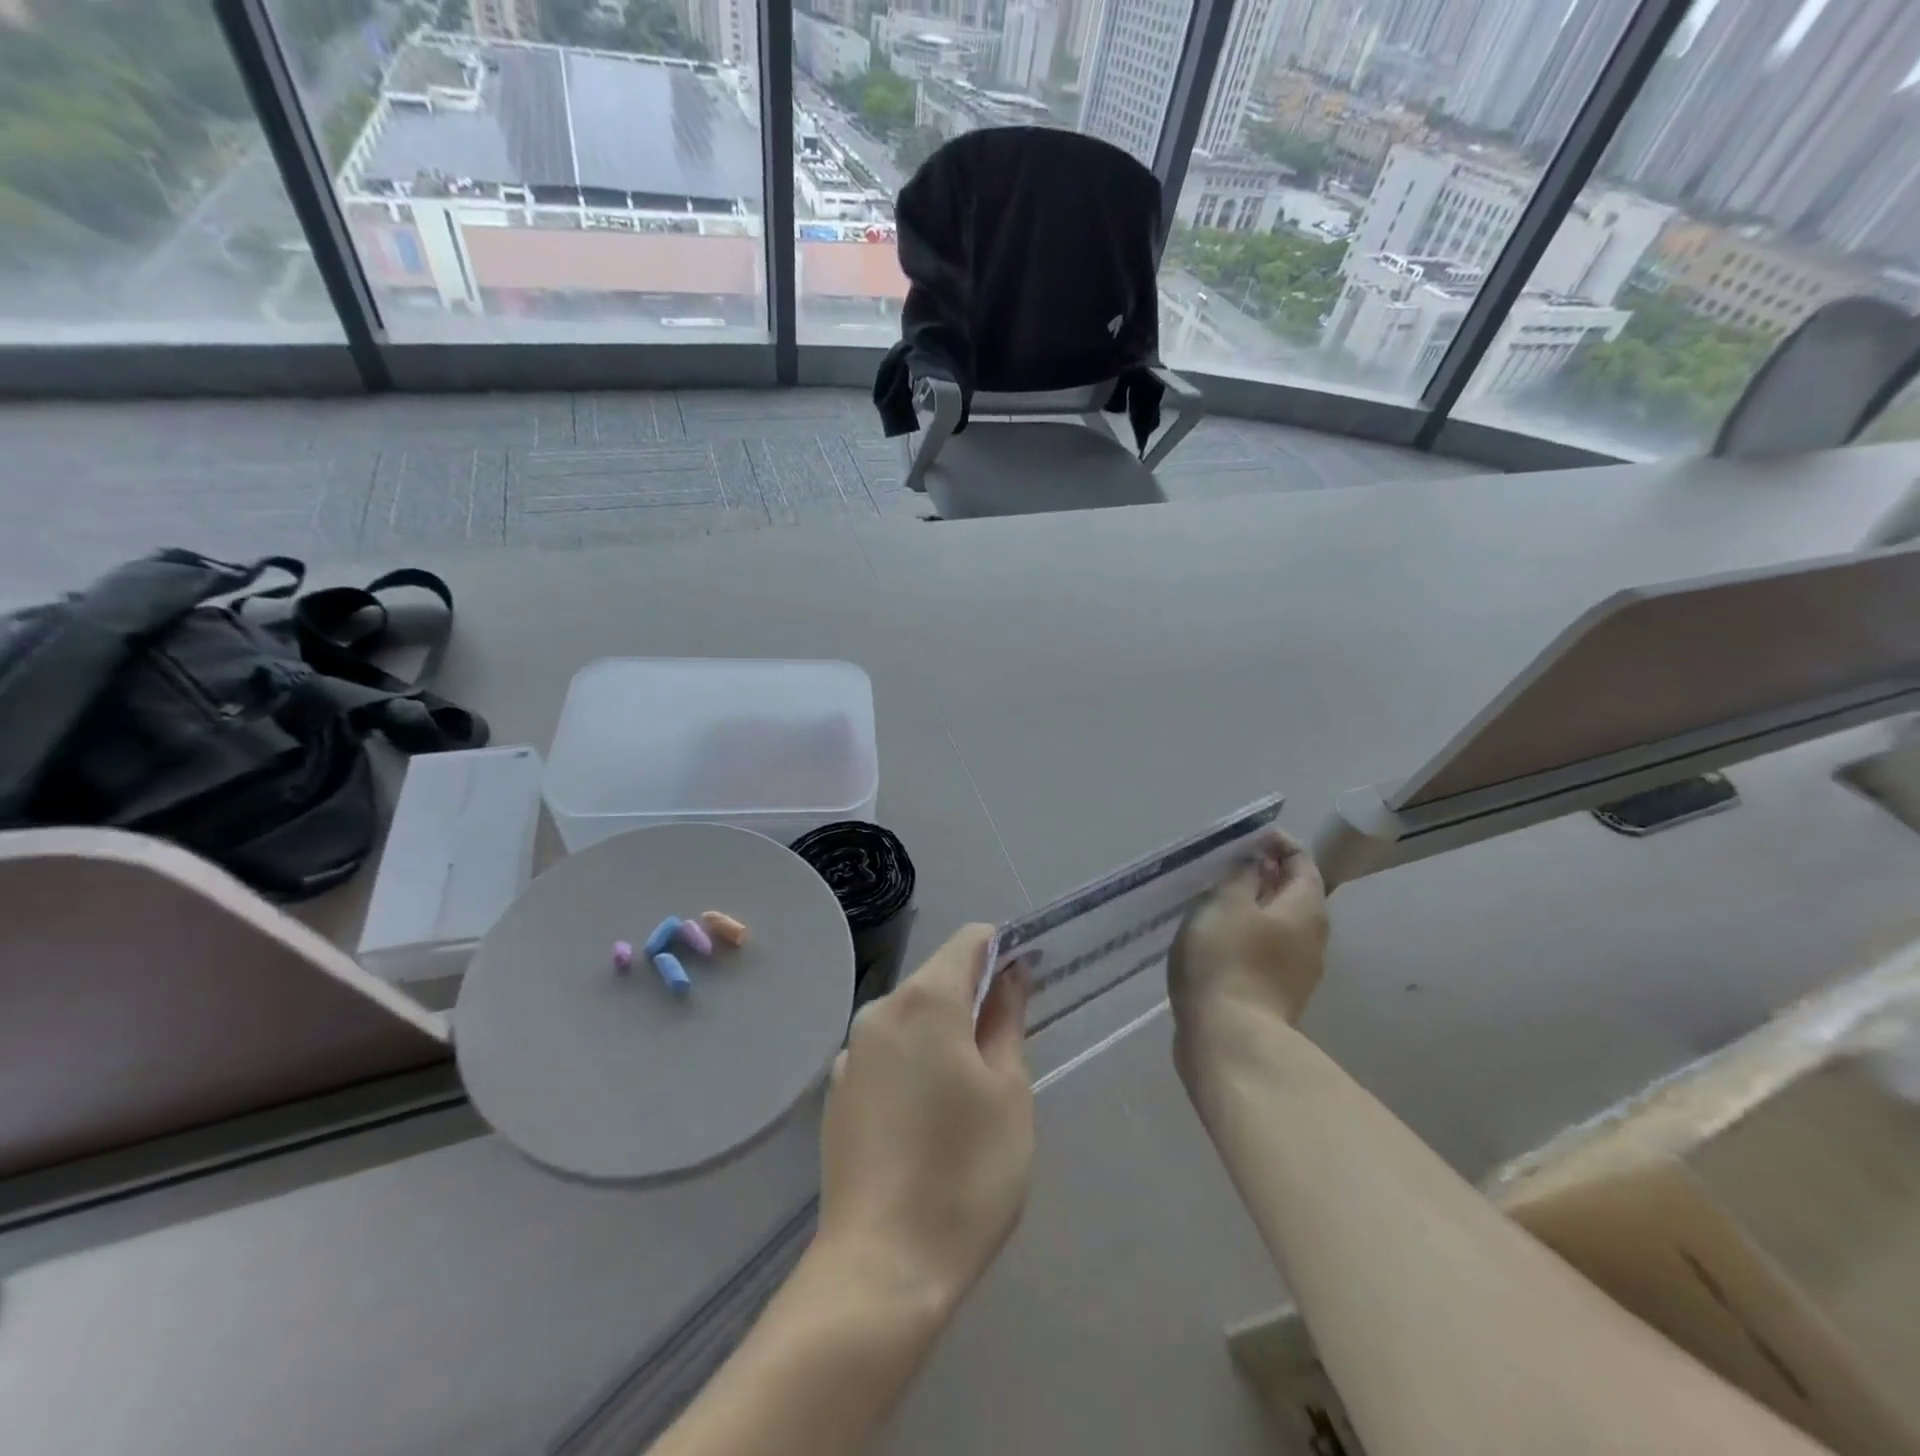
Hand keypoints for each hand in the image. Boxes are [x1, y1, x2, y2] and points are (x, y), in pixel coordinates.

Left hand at [815, 925, 1033, 1320]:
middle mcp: (880, 1011)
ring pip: (912, 1018)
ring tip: (970, 1094)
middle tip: (1007, 1052)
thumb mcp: (1008, 1092)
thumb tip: (1012, 973)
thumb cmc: (965, 1173)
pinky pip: (887, 1053)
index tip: (1028, 984)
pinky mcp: (838, 1091)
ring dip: (945, 1033)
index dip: (1003, 951)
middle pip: (938, 978)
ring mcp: (851, 1052)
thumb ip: (1007, 1019)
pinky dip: (914, 1062)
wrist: (880, 1267)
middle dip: (975, 997)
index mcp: (925, 1000)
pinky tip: (927, 1119)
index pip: (969, 940)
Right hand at [1168, 832, 1328, 1075]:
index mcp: (1306, 908)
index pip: (1303, 862)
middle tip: (1231, 864)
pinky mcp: (1277, 993)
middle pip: (1296, 894)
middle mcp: (1313, 937)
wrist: (1228, 1038)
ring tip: (1220, 897)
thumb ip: (1243, 874)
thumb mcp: (1226, 902)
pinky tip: (1219, 936)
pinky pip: (1268, 948)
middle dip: (1268, 875)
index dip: (1279, 843)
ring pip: (1281, 923)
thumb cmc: (1226, 959)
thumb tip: (1260, 862)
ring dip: (1256, 905)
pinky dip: (1249, 933)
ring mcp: (1299, 970)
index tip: (1250, 836)